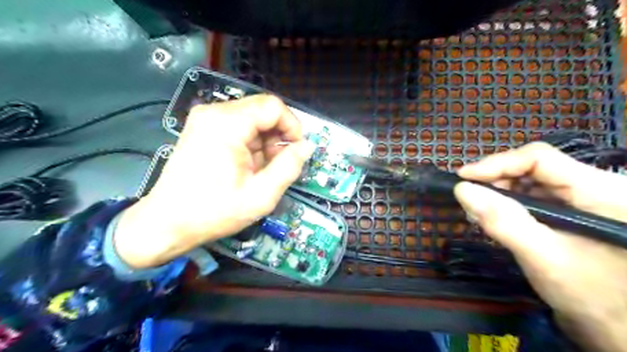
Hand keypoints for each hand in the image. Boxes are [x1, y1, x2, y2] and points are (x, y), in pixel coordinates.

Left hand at [113, 94, 312, 267]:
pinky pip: (240, 126)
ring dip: (266, 141)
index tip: (296, 151)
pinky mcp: (204, 128)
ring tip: (262, 169)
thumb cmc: (214, 212)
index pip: (273, 106)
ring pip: (253, 118)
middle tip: (279, 164)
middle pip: (263, 110)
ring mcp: (206, 119)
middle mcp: (214, 113)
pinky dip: (252, 143)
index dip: (292, 126)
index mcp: (226, 124)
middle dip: (279, 135)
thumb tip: (307, 146)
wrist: (167, 223)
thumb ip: (289, 167)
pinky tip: (249, 165)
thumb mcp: (261, 196)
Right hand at [454, 141, 626, 349]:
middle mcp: (594, 186)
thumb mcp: (543, 256)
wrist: (619, 329)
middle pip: (533, 167)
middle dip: (495, 180)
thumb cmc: (593, 296)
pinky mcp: (572, 212)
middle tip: (468, 197)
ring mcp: (584, 199)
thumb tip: (461, 189)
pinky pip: (534, 197)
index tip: (463, 178)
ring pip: (530, 181)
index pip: (539, 158)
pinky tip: (494, 217)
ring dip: (499, 192)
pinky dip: (509, 204)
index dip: (497, 164)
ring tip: (477, 210)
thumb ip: (502, 221)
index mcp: (601, 190)